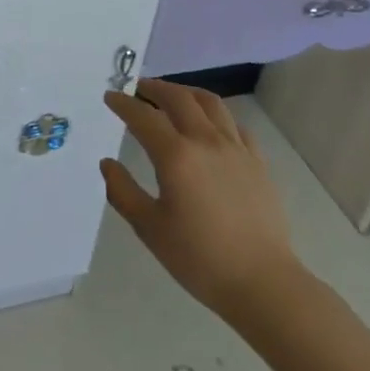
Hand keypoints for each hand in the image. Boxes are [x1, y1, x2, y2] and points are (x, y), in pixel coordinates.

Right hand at [101, 80, 301, 315]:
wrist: (262, 282)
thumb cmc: (199, 258)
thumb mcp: (150, 228)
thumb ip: (122, 191)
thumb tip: (107, 164)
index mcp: (176, 156)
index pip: (143, 117)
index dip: (124, 104)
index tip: (110, 96)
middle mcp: (206, 141)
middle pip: (179, 98)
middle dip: (155, 88)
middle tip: (139, 88)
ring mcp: (236, 148)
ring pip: (210, 103)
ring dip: (186, 93)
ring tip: (173, 96)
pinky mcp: (257, 161)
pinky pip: (234, 124)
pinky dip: (216, 115)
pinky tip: (210, 125)